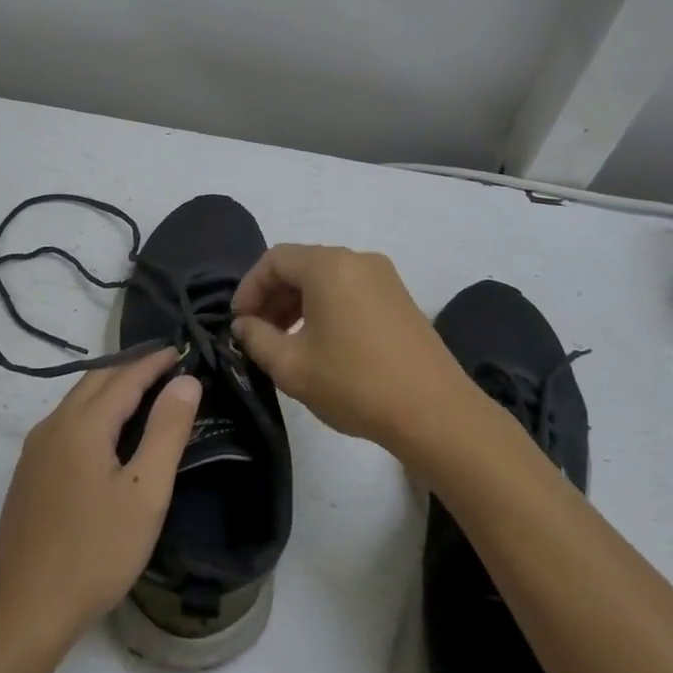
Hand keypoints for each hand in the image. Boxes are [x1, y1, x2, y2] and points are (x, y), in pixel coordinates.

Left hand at [0, 350, 200, 651]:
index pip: (126, 376)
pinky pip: (68, 424)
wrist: (22, 611)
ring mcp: (35, 450)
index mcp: (82, 424)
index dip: (155, 361)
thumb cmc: (94, 552)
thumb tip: (185, 381)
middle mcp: (53, 426)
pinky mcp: (29, 474)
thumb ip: (167, 431)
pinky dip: (95, 412)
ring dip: (112, 389)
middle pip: (97, 380)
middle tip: (169, 367)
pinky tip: (110, 436)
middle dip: (133, 368)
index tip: (183, 351)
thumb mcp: (145, 493)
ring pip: (79, 402)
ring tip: (147, 395)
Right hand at [231, 244, 469, 451]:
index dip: (248, 288)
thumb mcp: (292, 366)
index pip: (274, 260)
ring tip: (285, 342)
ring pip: (326, 278)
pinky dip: (325, 307)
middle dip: (272, 296)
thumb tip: (244, 325)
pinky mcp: (399, 298)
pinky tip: (321, 343)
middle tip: (257, 334)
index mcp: (328, 266)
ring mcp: (384, 277)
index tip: (239, 323)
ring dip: (298, 303)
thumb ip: (256, 339)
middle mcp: (357, 259)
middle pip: (301, 265)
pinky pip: (350, 289)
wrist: (434, 412)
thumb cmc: (355, 384)